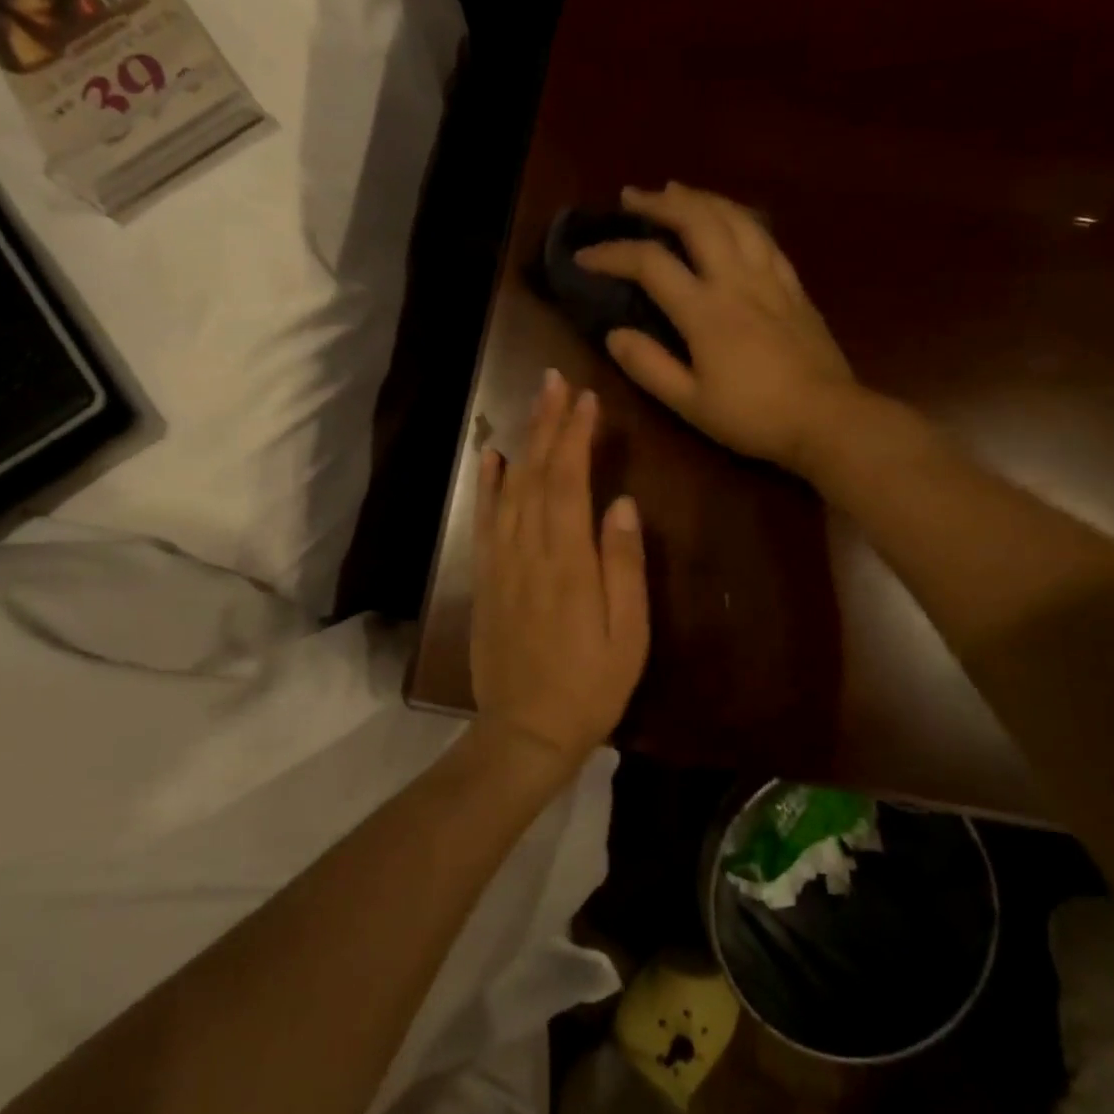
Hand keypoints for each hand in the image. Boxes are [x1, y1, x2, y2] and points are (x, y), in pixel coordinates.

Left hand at [470, 370, 649, 775]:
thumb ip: (624, 567)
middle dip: (547, 424)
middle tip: (557, 381)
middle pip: (537, 475)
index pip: (569, 482)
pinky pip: (485, 521)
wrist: (525, 732)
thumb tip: (624, 505)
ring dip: (523, 442)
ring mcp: (502, 564)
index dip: (576, 437)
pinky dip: (487, 485)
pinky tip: (492, 457)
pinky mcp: (486, 579)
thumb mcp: (628, 635)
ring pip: (511, 490)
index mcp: (568, 563)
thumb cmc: (590, 686)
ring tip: (535, 403)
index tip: (587, 399)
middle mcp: (529, 552)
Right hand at [575, 183, 857, 475]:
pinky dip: (739, 217)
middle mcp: (736, 281)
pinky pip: (764, 236)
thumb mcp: (690, 404)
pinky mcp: (794, 286)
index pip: (650, 264)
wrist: (827, 419)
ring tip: (677, 192)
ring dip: (700, 199)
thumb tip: (614, 334)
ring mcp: (770, 278)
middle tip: (632, 198)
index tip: (584, 256)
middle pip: (697, 221)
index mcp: (705, 311)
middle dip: (659, 203)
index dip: (612, 253)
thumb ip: (649, 367)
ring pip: (735, 218)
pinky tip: (731, 218)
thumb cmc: (754, 417)